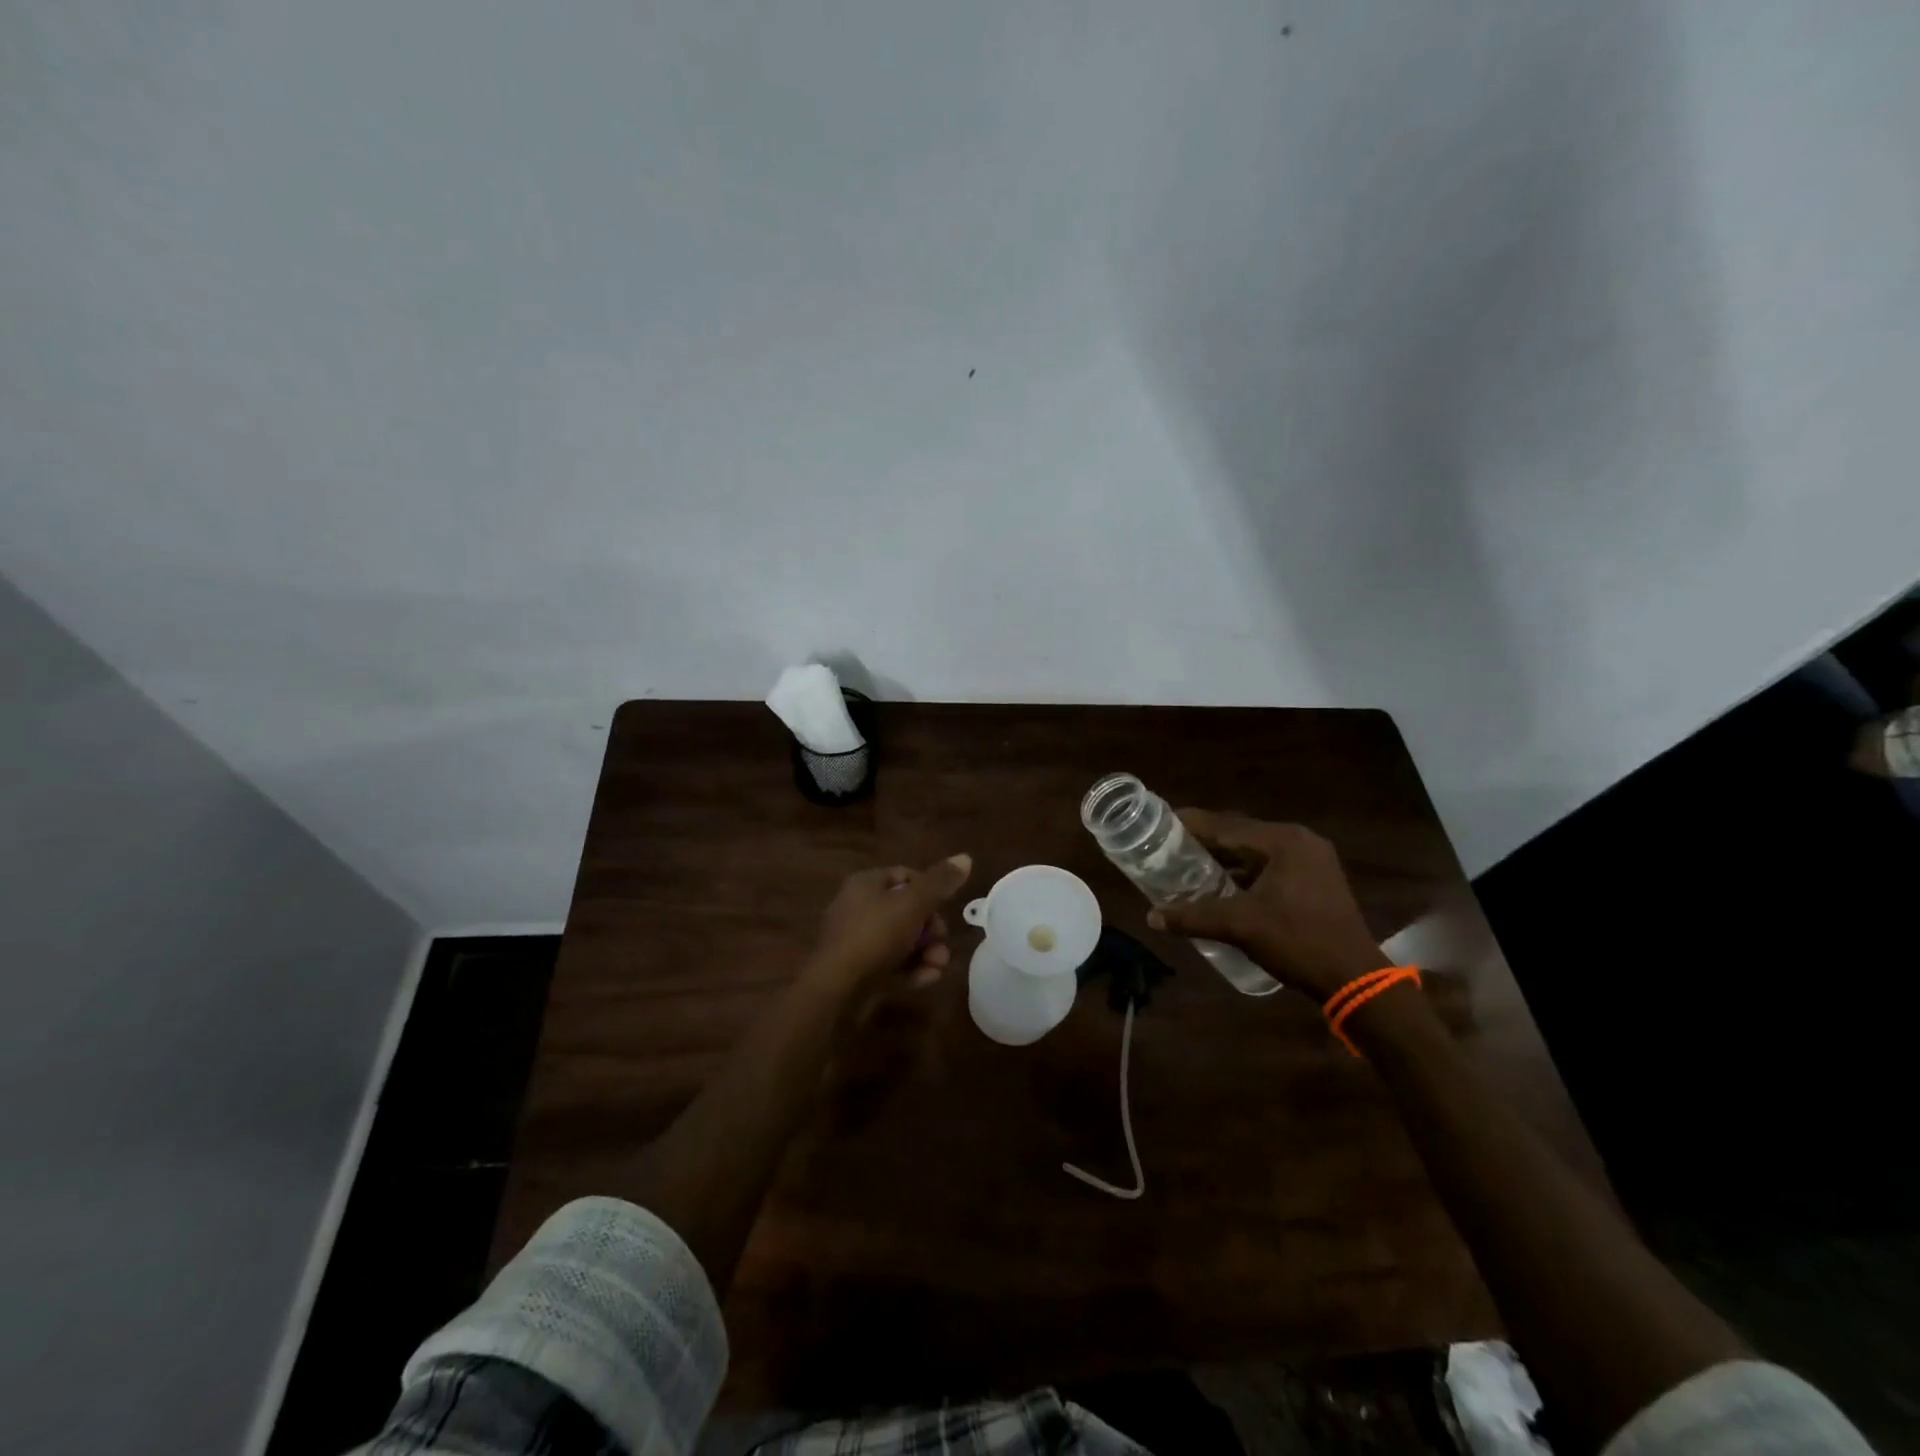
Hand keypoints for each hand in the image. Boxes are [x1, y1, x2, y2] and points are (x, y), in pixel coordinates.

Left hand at [806, 855, 973, 994]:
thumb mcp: (912, 903)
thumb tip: (965, 857)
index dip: (930, 889)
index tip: (946, 907)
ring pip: (903, 940)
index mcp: (866, 884)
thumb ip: (940, 882)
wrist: (836, 989)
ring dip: (927, 952)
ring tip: (938, 966)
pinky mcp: (859, 970)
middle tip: (942, 943)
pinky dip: (911, 969)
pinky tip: (926, 979)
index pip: (906, 876)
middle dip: (932, 929)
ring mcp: (858, 941)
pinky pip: (892, 964)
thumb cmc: (875, 935)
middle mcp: (859, 907)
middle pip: (907, 911)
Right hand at [1145, 811, 1382, 1000]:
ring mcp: (1313, 859)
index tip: (1161, 823)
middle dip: (1207, 841)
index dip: (1191, 824)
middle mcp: (1300, 841)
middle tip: (1171, 848)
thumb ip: (1193, 917)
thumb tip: (1151, 917)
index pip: (1226, 825)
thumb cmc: (1297, 941)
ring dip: (1227, 858)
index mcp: (1283, 841)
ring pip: (1257, 851)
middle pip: (1241, 834)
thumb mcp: (1239, 926)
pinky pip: (1272, 865)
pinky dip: (1247, 871)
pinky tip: (1225, 885)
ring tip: (1191, 866)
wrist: (1355, 979)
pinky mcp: (1318, 879)